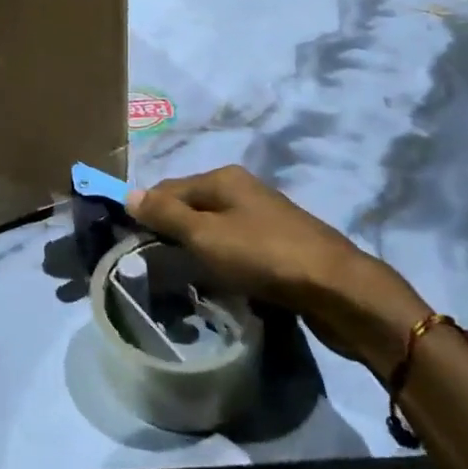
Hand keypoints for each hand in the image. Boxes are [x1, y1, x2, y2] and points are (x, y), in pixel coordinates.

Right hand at [127, 166, 430, 376]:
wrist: (339, 290)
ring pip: (216, 228)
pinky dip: (222, 259)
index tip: (131, 241)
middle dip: (172, 230)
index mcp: (223, 178)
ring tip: (182, 274)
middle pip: (193, 206)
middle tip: (154, 262)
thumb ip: (166, 215)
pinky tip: (220, 280)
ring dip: (197, 247)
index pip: (169, 188)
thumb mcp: (205, 235)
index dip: (147, 211)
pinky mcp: (281, 245)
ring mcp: (265, 216)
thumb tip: (128, 193)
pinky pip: (237, 246)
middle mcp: (243, 189)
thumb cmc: (263, 256)